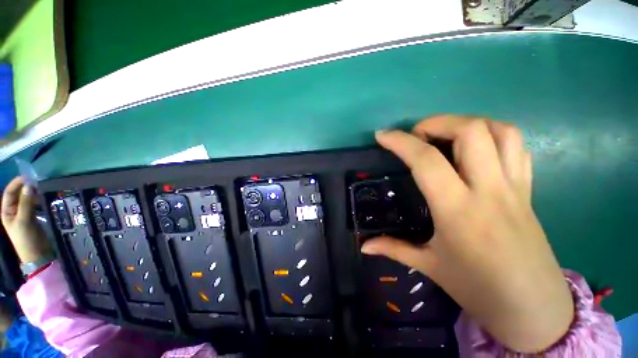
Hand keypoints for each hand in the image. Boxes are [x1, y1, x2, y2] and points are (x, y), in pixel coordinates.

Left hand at [1, 177, 52, 262]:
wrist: (38, 255)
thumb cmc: (26, 239)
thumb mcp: (24, 221)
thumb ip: (26, 203)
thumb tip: (30, 186)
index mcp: (7, 211)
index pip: (10, 192)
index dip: (17, 183)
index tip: (29, 177)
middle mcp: (14, 210)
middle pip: (18, 194)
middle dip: (26, 187)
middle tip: (38, 181)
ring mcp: (24, 214)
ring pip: (27, 198)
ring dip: (33, 192)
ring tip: (42, 188)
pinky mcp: (34, 216)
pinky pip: (34, 204)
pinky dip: (38, 199)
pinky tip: (44, 197)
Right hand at [362, 115, 573, 352]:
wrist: (534, 309)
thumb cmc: (478, 288)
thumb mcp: (429, 266)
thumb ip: (393, 248)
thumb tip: (363, 245)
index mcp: (459, 210)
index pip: (426, 160)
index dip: (400, 142)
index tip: (383, 135)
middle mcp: (490, 190)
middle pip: (471, 131)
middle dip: (437, 123)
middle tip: (417, 135)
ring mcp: (515, 186)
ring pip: (501, 131)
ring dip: (467, 123)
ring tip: (445, 135)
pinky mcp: (529, 189)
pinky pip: (516, 147)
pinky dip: (493, 135)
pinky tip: (474, 148)